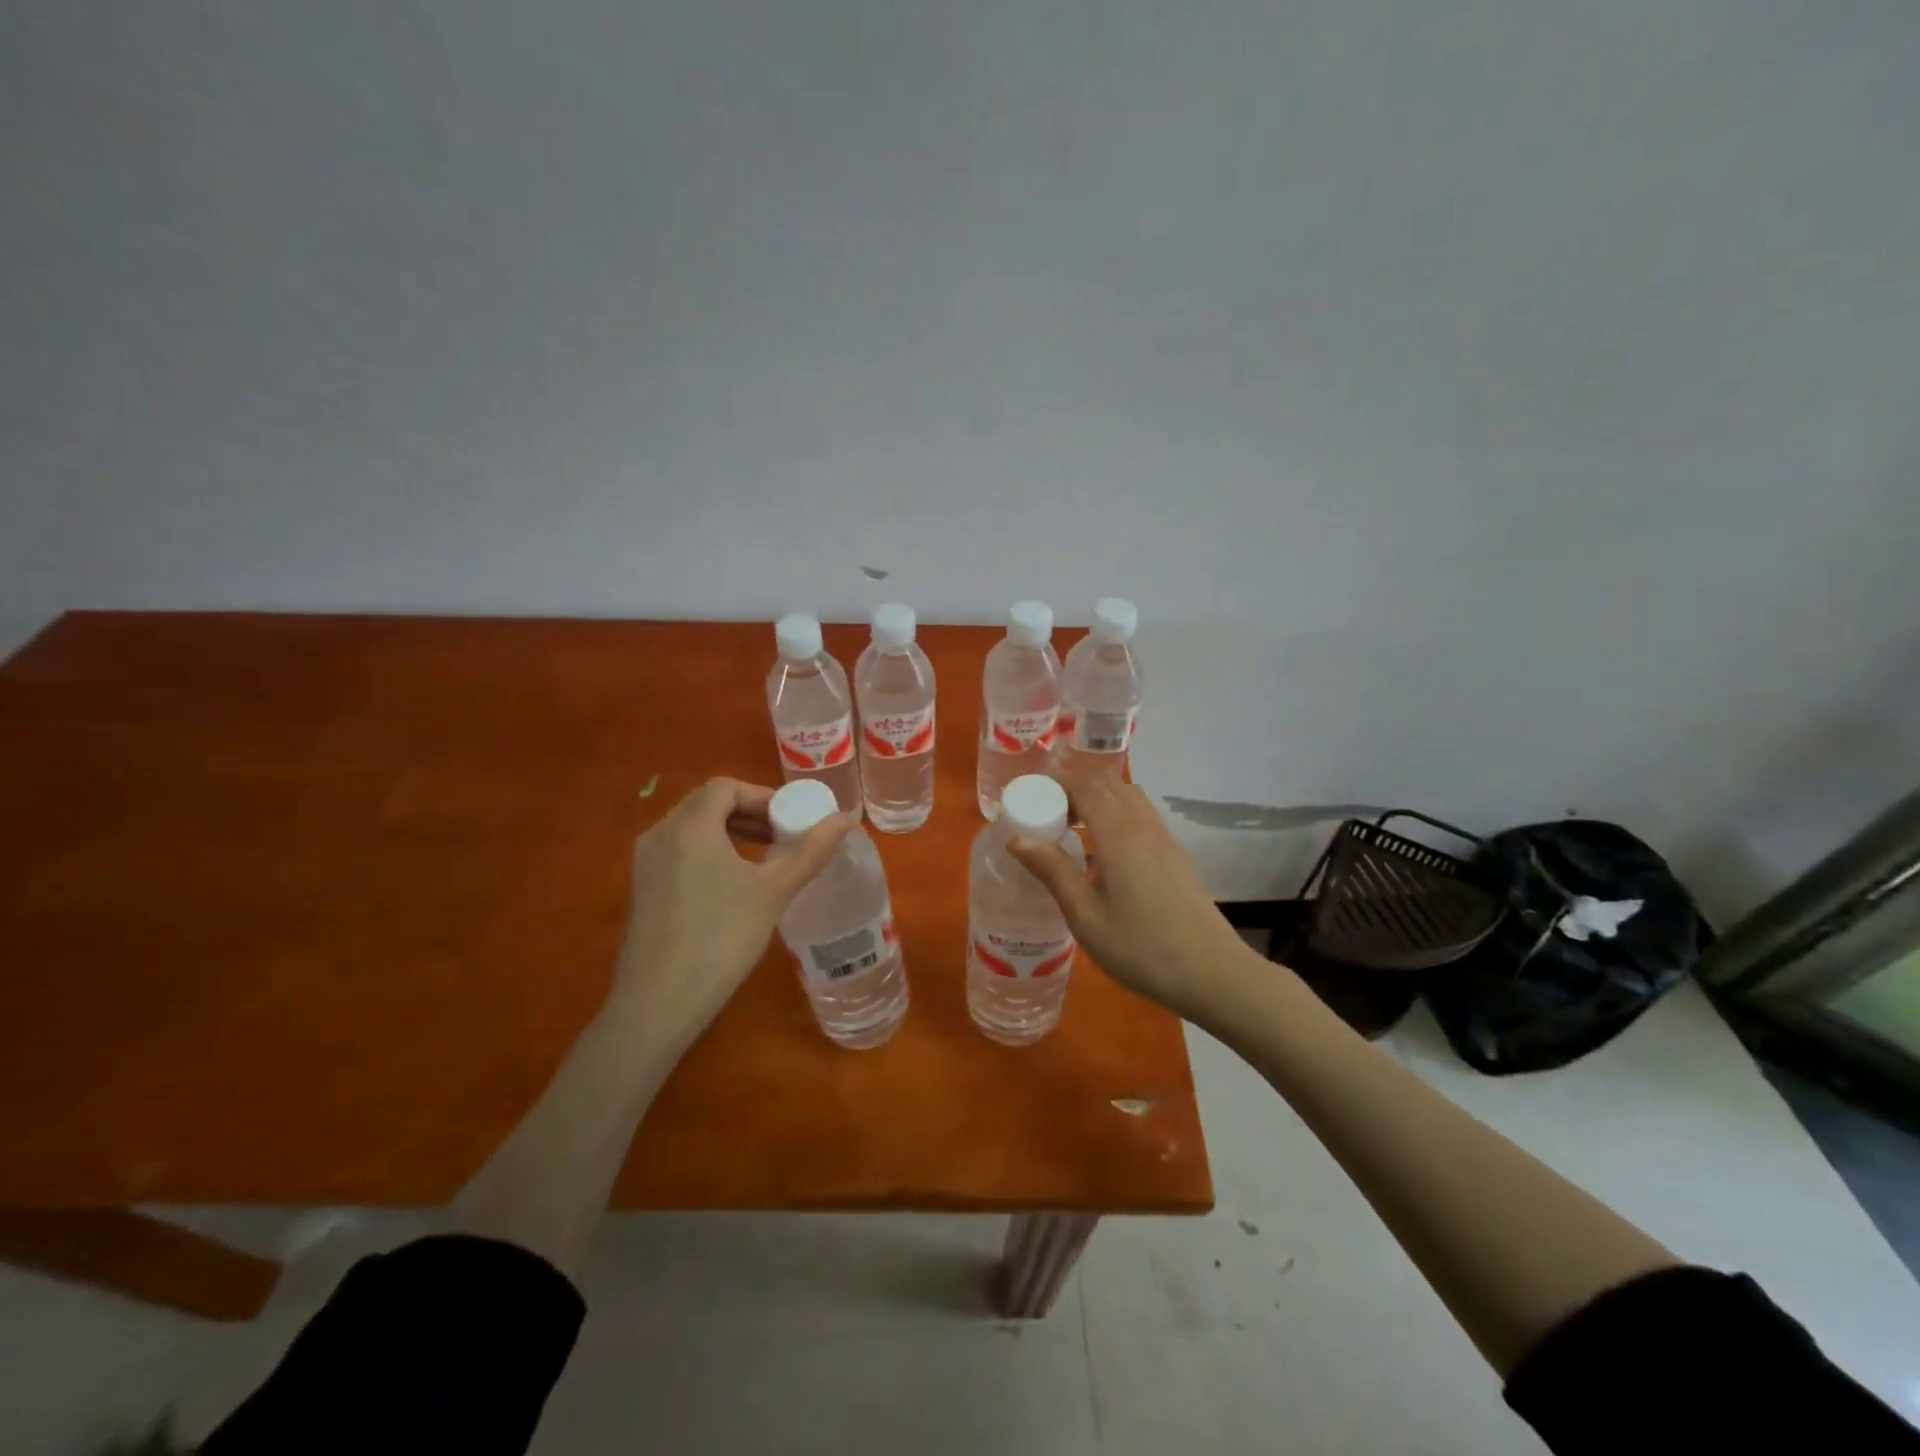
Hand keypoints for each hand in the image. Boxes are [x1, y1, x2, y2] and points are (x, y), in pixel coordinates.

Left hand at [611, 777, 852, 1043]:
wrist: (659, 1003)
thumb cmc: (722, 937)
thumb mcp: (774, 891)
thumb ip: (811, 851)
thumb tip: (847, 820)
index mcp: (689, 825)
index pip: (726, 787)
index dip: (763, 796)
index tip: (791, 820)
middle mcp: (660, 834)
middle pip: (708, 804)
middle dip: (749, 813)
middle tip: (783, 837)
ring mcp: (645, 863)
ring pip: (692, 829)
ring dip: (730, 833)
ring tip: (763, 859)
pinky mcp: (641, 890)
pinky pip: (679, 852)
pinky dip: (709, 853)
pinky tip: (732, 886)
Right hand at [1008, 764, 1250, 1020]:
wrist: (1213, 974)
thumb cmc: (1141, 949)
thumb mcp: (1086, 917)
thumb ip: (1054, 871)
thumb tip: (1016, 837)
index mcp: (1118, 834)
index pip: (1085, 785)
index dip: (1057, 781)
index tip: (1031, 796)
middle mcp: (1143, 825)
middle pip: (1107, 783)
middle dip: (1074, 786)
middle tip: (1046, 812)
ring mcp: (1164, 838)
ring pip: (1128, 795)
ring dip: (1097, 797)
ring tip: (1072, 826)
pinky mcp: (1175, 854)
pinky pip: (1141, 814)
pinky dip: (1116, 812)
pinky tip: (1104, 849)